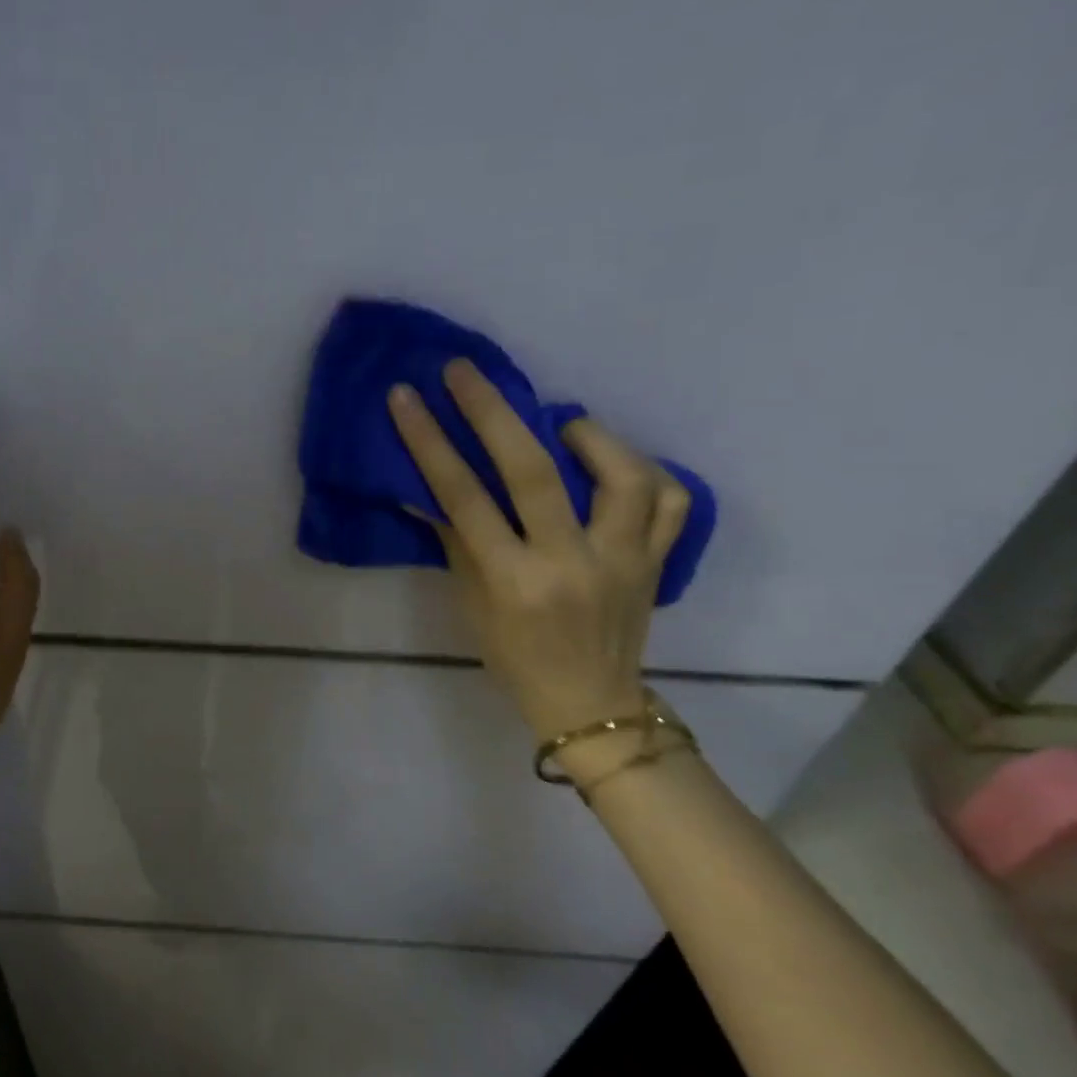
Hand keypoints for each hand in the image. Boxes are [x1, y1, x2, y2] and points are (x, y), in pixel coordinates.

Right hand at [387, 358, 689, 742]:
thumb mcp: (472, 605)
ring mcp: (624, 561)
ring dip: (590, 436)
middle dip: (493, 411)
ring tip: (563, 425)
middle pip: (535, 471)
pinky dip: (644, 471)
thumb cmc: (515, 661)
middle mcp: (571, 564)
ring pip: (624, 475)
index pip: (464, 499)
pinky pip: (669, 501)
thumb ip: (455, 542)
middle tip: (465, 371)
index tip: (407, 398)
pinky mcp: (657, 562)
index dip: (431, 443)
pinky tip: (612, 464)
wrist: (590, 705)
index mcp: (515, 582)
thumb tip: (426, 489)